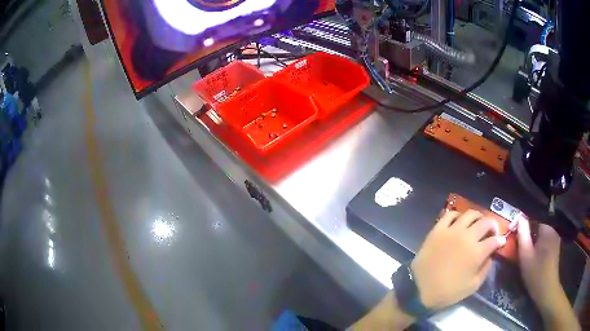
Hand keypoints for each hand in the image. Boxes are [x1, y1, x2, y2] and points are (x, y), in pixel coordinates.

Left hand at [410, 210, 505, 310]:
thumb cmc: (447, 291)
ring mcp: (452, 230)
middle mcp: (467, 237)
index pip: (494, 240)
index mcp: (477, 252)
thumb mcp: (472, 286)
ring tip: (478, 224)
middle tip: (492, 231)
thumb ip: (485, 269)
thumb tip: (491, 255)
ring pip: (470, 214)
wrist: (419, 289)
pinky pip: (450, 214)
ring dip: (478, 217)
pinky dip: (458, 215)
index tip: (502, 242)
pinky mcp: (438, 229)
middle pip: (485, 222)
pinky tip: (460, 221)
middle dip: (493, 225)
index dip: (500, 240)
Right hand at [517, 217, 579, 329]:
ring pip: (540, 235)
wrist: (547, 290)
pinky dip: (537, 245)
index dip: (521, 224)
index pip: (533, 219)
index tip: (511, 231)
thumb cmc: (535, 273)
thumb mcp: (526, 255)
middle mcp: (553, 230)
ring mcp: (555, 239)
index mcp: (547, 229)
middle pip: (537, 226)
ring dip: (531, 240)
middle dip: (526, 233)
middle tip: (516, 244)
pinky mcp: (555, 248)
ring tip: (523, 250)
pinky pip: (544, 241)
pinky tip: (533, 255)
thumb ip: (522, 234)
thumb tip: (519, 216)